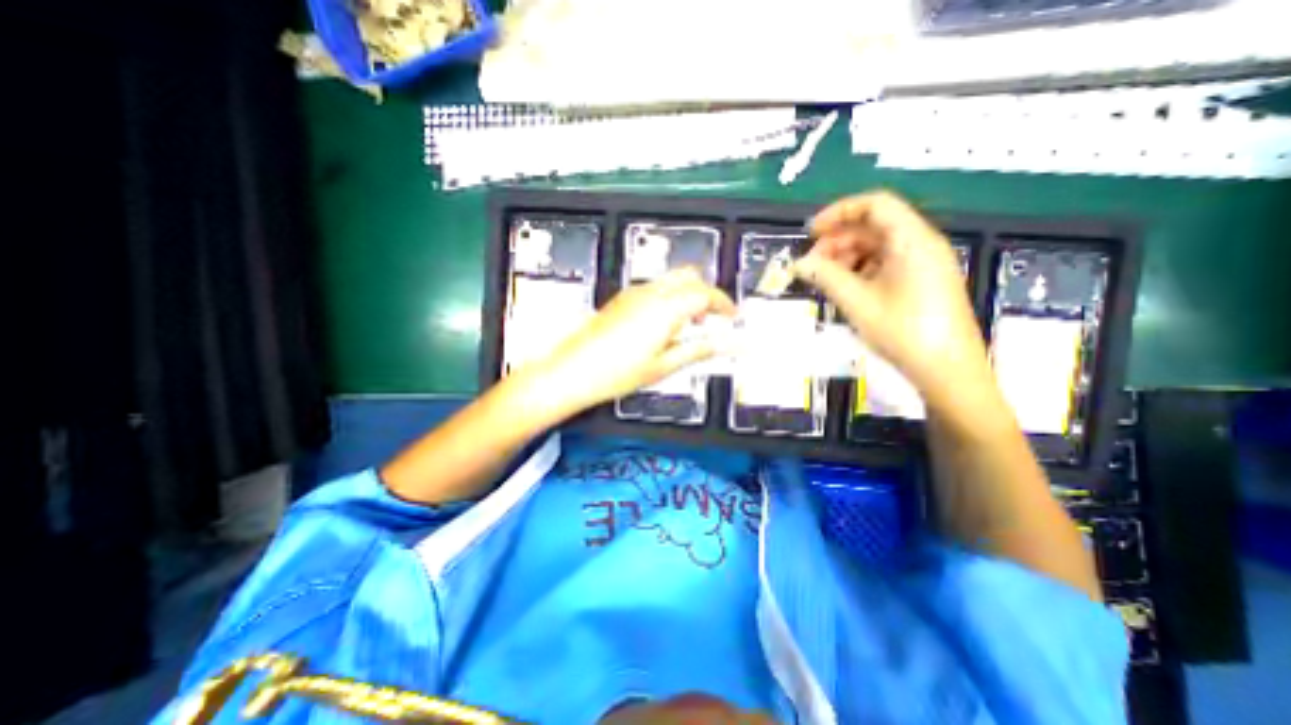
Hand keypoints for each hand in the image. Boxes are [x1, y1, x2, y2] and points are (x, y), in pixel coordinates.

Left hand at [529, 268, 735, 416]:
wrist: (573, 370)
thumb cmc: (614, 372)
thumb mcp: (664, 366)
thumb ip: (699, 350)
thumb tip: (727, 345)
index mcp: (665, 309)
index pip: (706, 293)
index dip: (724, 303)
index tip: (732, 315)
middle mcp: (650, 293)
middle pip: (690, 277)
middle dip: (708, 294)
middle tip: (714, 318)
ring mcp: (633, 293)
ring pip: (672, 280)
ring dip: (688, 295)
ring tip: (691, 324)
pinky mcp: (622, 299)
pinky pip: (655, 288)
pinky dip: (670, 298)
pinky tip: (665, 324)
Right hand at [798, 193, 991, 403]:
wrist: (947, 370)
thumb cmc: (903, 332)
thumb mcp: (858, 303)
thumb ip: (826, 277)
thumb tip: (799, 263)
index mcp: (912, 240)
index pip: (874, 205)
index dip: (838, 212)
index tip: (810, 232)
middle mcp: (921, 244)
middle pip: (874, 227)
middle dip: (837, 241)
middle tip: (811, 265)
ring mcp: (923, 263)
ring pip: (877, 246)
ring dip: (846, 257)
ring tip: (824, 279)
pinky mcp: (921, 281)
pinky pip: (885, 264)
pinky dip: (861, 270)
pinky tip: (845, 289)